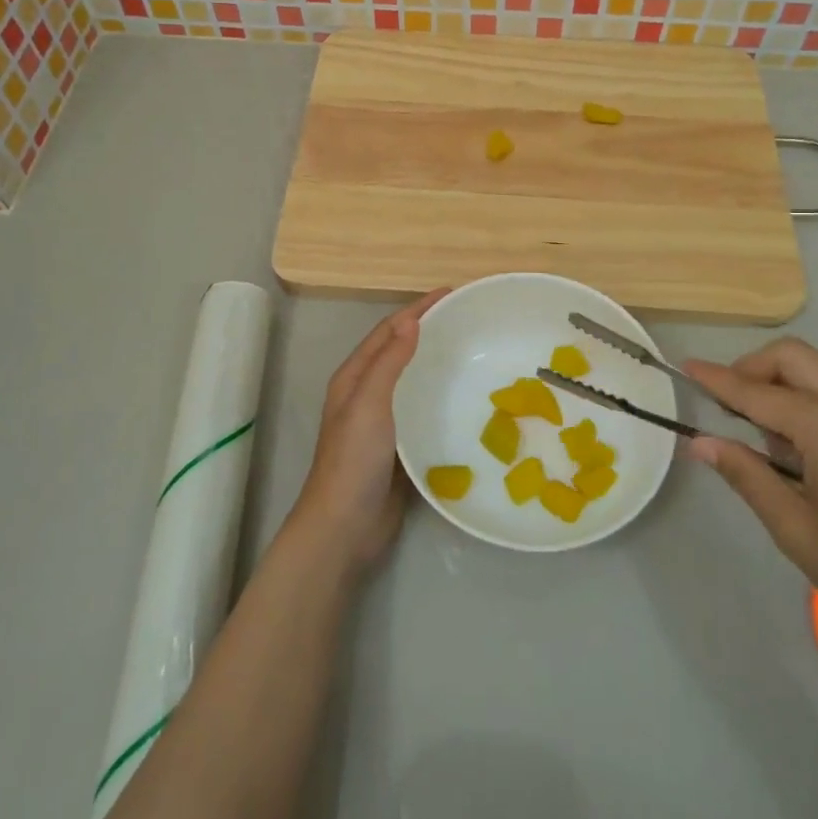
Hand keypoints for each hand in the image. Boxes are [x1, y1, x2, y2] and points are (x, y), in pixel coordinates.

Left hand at [291, 290, 447, 569]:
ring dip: (436, 362)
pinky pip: (423, 411)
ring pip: (413, 380)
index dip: (417, 309)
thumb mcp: (368, 403)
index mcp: (354, 377)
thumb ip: (388, 362)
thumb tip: (411, 320)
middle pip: (400, 350)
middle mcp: (367, 393)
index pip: (389, 330)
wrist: (345, 525)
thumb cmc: (353, 459)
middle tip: (468, 319)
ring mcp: (383, 421)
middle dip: (429, 330)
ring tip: (472, 352)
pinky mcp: (400, 446)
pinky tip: (466, 399)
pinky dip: (441, 397)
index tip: (451, 293)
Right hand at [683, 338, 817, 673]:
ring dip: (779, 383)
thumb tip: (700, 442)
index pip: (757, 392)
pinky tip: (798, 449)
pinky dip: (806, 399)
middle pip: (792, 357)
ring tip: (760, 435)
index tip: (683, 367)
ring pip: (816, 370)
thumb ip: (745, 475)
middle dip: (751, 369)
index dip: (716, 380)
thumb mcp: (794, 529)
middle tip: (725, 406)